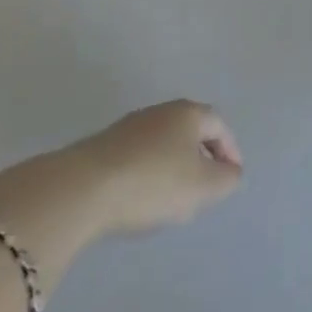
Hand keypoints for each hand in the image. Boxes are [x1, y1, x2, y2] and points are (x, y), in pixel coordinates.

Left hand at [0, 100, 242, 279]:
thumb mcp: (202, 186)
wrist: (80, 189)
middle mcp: (160, 111)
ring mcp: (128, 127)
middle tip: (205, 188)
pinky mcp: (102, 147)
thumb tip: (230, 172)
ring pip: (162, 145)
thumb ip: (226, 179)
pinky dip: (147, 175)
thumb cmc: (153, 182)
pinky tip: (139, 200)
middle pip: (190, 132)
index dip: (230, 151)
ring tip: (172, 200)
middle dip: (201, 158)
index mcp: (188, 113)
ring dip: (173, 168)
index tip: (231, 177)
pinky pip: (137, 158)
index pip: (219, 126)